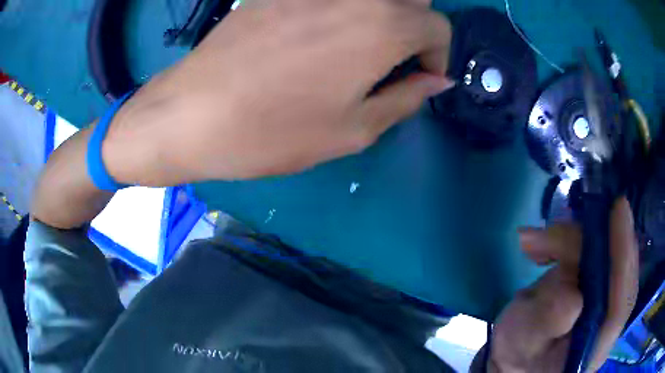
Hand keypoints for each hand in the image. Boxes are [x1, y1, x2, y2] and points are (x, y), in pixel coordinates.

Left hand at [104, 0, 452, 184]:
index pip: (438, 25)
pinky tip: (315, 36)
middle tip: (392, 57)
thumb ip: (406, 98)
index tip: (418, 77)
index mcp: (382, 25)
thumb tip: (436, 80)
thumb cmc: (272, 131)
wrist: (191, 113)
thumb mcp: (353, 130)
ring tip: (356, 47)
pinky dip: (342, 9)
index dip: (437, 54)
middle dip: (414, 25)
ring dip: (381, 14)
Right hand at [480, 198, 637, 371]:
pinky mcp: (596, 282)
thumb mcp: (523, 342)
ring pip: (602, 252)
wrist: (515, 353)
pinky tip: (539, 248)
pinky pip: (590, 250)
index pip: (622, 302)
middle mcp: (608, 320)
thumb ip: (548, 322)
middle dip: (586, 243)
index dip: (624, 257)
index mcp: (594, 347)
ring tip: (530, 243)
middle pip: (615, 269)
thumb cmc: (517, 354)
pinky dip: (565, 241)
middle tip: (550, 234)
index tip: (619, 210)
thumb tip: (572, 294)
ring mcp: (605, 299)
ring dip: (568, 240)